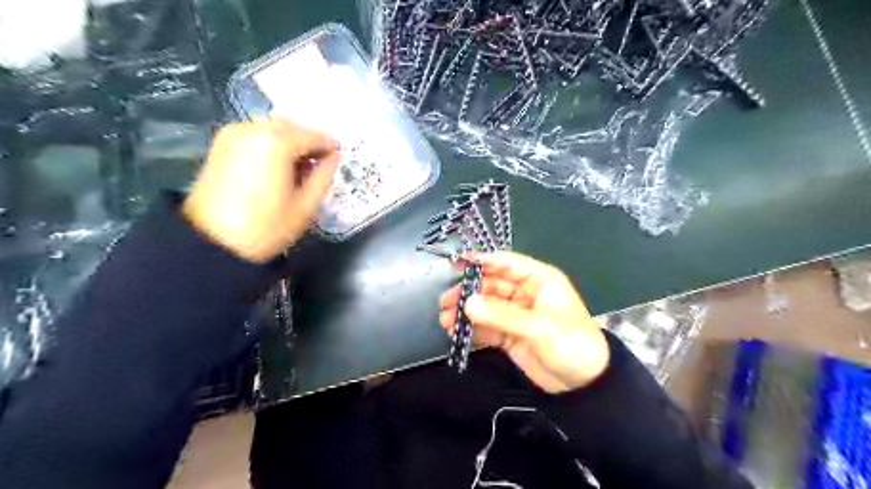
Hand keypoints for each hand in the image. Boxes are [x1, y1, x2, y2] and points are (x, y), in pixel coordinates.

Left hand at [184, 119, 340, 261]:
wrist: (211, 243)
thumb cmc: (265, 228)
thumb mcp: (305, 206)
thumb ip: (324, 176)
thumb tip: (334, 158)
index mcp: (276, 142)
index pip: (314, 136)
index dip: (330, 148)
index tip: (337, 163)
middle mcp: (253, 128)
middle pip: (293, 128)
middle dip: (309, 144)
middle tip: (318, 168)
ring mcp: (234, 133)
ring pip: (274, 129)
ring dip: (291, 145)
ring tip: (297, 171)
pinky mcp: (222, 143)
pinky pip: (257, 135)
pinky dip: (272, 146)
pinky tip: (277, 168)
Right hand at [439, 251, 606, 393]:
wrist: (585, 385)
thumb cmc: (571, 344)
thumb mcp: (539, 327)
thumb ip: (502, 315)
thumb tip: (467, 303)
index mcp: (539, 280)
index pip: (506, 263)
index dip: (482, 262)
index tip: (456, 265)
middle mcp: (525, 293)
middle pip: (491, 285)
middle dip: (468, 292)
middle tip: (446, 302)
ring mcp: (516, 314)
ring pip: (486, 306)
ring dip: (466, 312)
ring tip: (446, 320)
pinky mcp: (509, 334)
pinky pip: (487, 326)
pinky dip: (472, 329)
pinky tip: (456, 333)